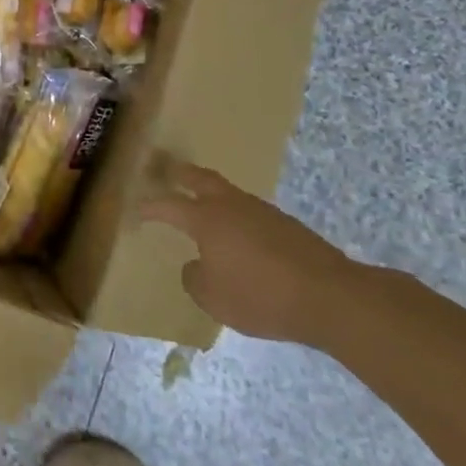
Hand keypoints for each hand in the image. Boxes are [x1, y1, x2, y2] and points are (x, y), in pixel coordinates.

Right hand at [139, 158, 356, 345]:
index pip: (168, 205)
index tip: (135, 210)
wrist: (330, 297)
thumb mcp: (213, 298)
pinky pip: (250, 213)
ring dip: (211, 194)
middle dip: (180, 173)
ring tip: (202, 205)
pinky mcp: (286, 225)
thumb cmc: (260, 295)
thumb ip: (195, 279)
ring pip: (228, 194)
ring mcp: (262, 212)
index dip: (149, 207)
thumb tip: (195, 265)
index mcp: (206, 219)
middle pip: (200, 179)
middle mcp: (231, 206)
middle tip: (165, 167)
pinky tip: (239, 236)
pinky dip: (236, 216)